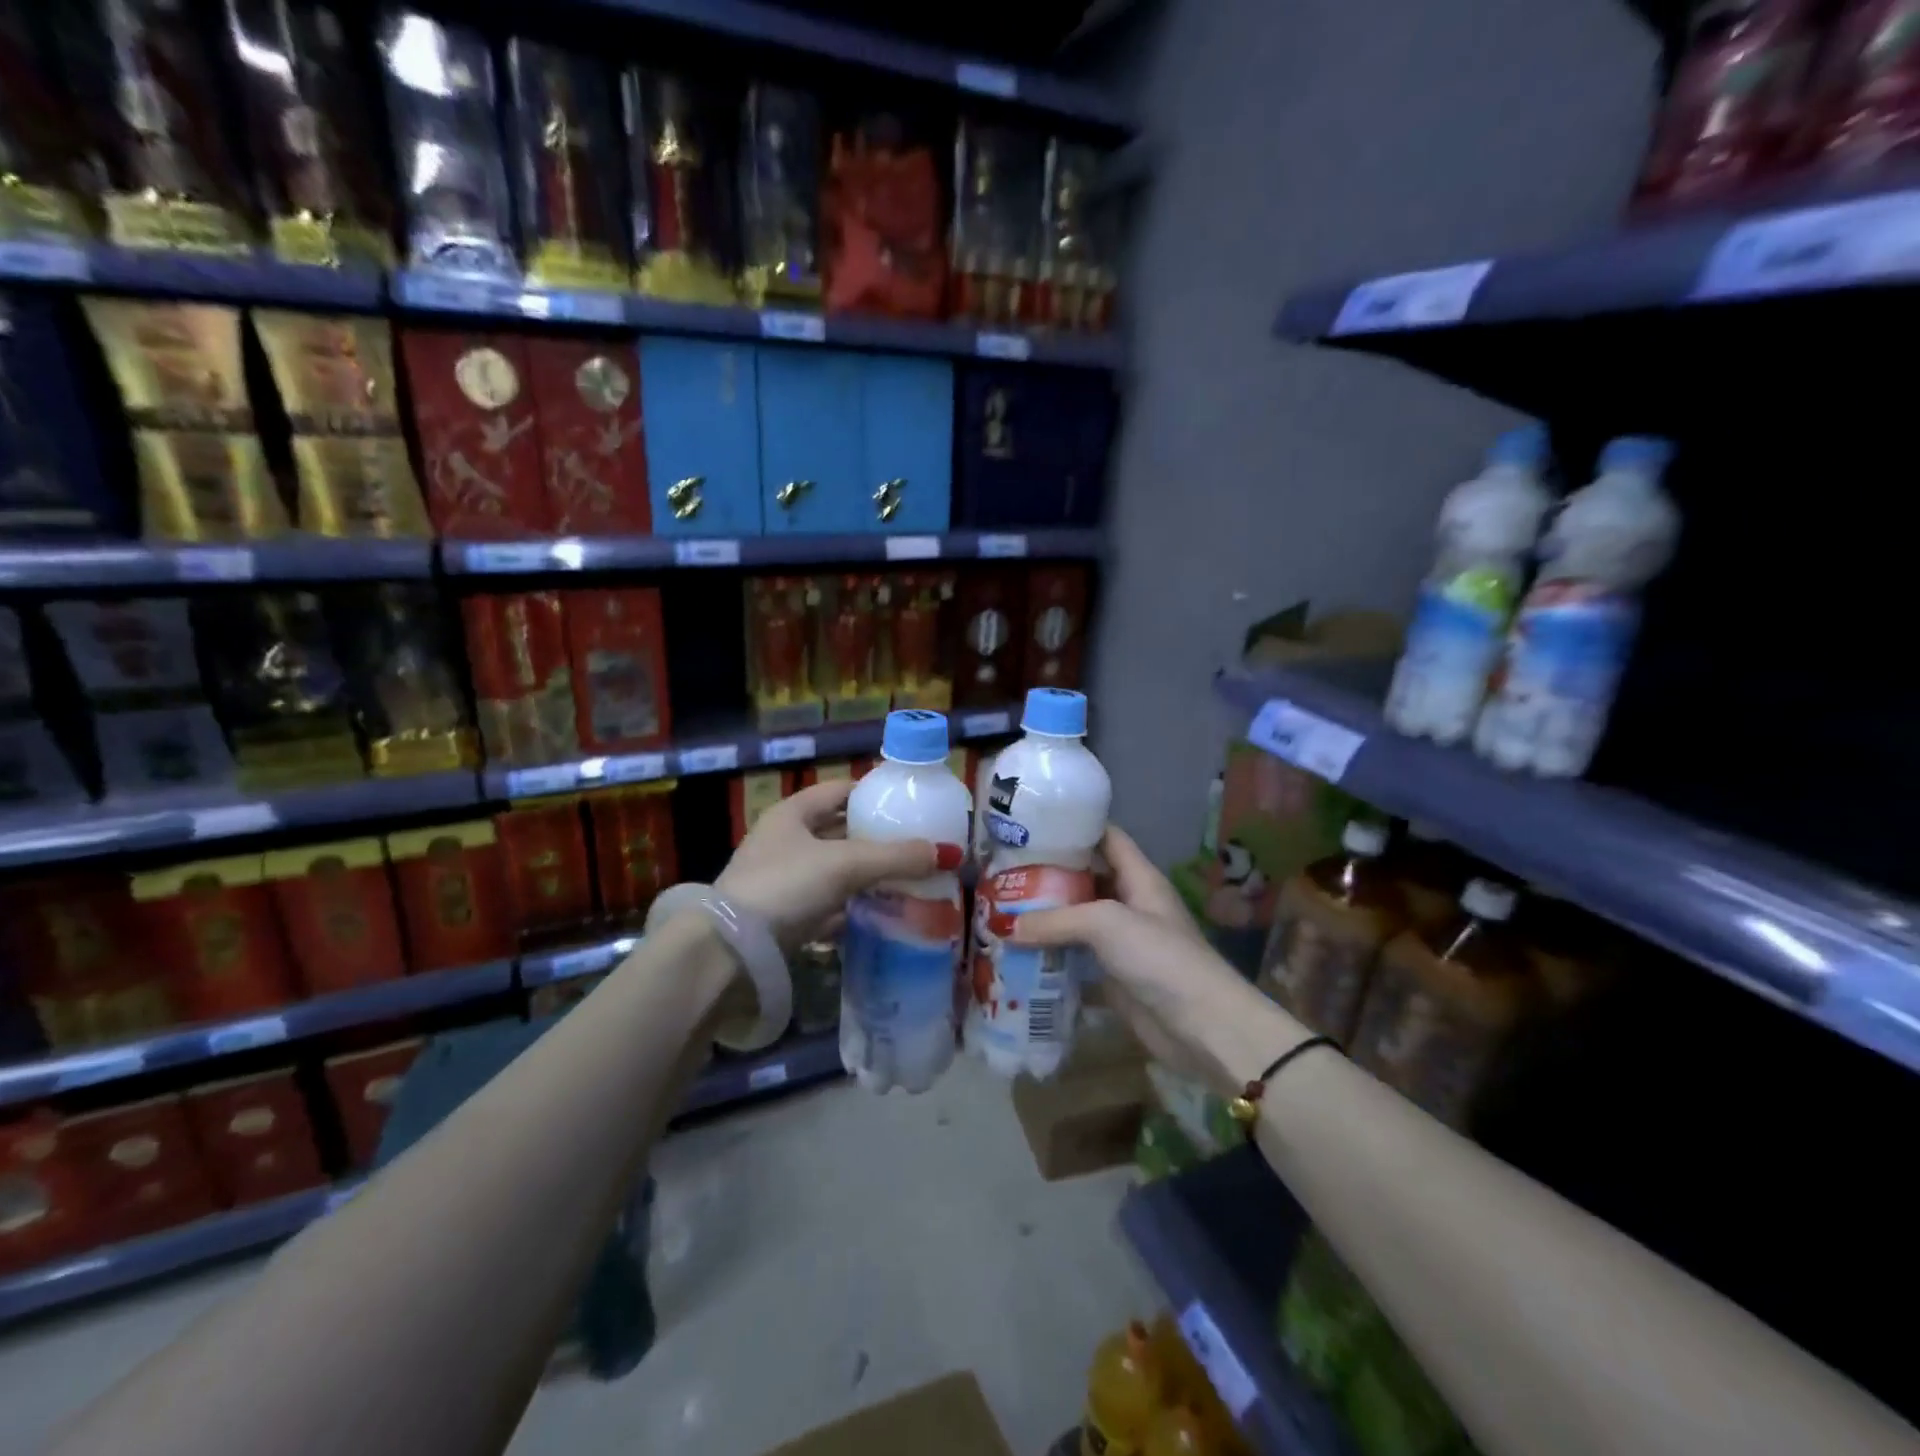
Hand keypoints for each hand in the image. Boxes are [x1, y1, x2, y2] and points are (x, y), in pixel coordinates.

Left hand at [715, 779, 964, 950]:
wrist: (729, 952)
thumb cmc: (785, 886)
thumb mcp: (845, 865)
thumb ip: (896, 857)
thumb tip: (947, 852)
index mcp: (793, 813)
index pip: (841, 790)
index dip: (875, 794)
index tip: (910, 806)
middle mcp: (786, 842)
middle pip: (841, 833)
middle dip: (878, 840)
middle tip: (919, 848)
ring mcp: (783, 881)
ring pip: (837, 872)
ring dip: (869, 877)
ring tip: (911, 882)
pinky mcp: (785, 917)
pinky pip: (829, 906)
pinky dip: (854, 908)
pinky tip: (883, 915)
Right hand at [1013, 825, 1283, 1089]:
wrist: (1201, 1027)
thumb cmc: (1160, 957)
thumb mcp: (1106, 924)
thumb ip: (1056, 920)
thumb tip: (1004, 926)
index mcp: (1138, 877)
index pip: (1106, 837)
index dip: (1076, 825)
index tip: (1033, 824)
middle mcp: (1129, 903)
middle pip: (1086, 877)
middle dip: (1049, 873)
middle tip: (1004, 869)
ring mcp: (1121, 941)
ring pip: (1077, 918)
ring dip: (1045, 915)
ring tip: (1002, 907)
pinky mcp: (1112, 975)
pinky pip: (1075, 956)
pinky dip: (1050, 953)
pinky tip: (1017, 950)